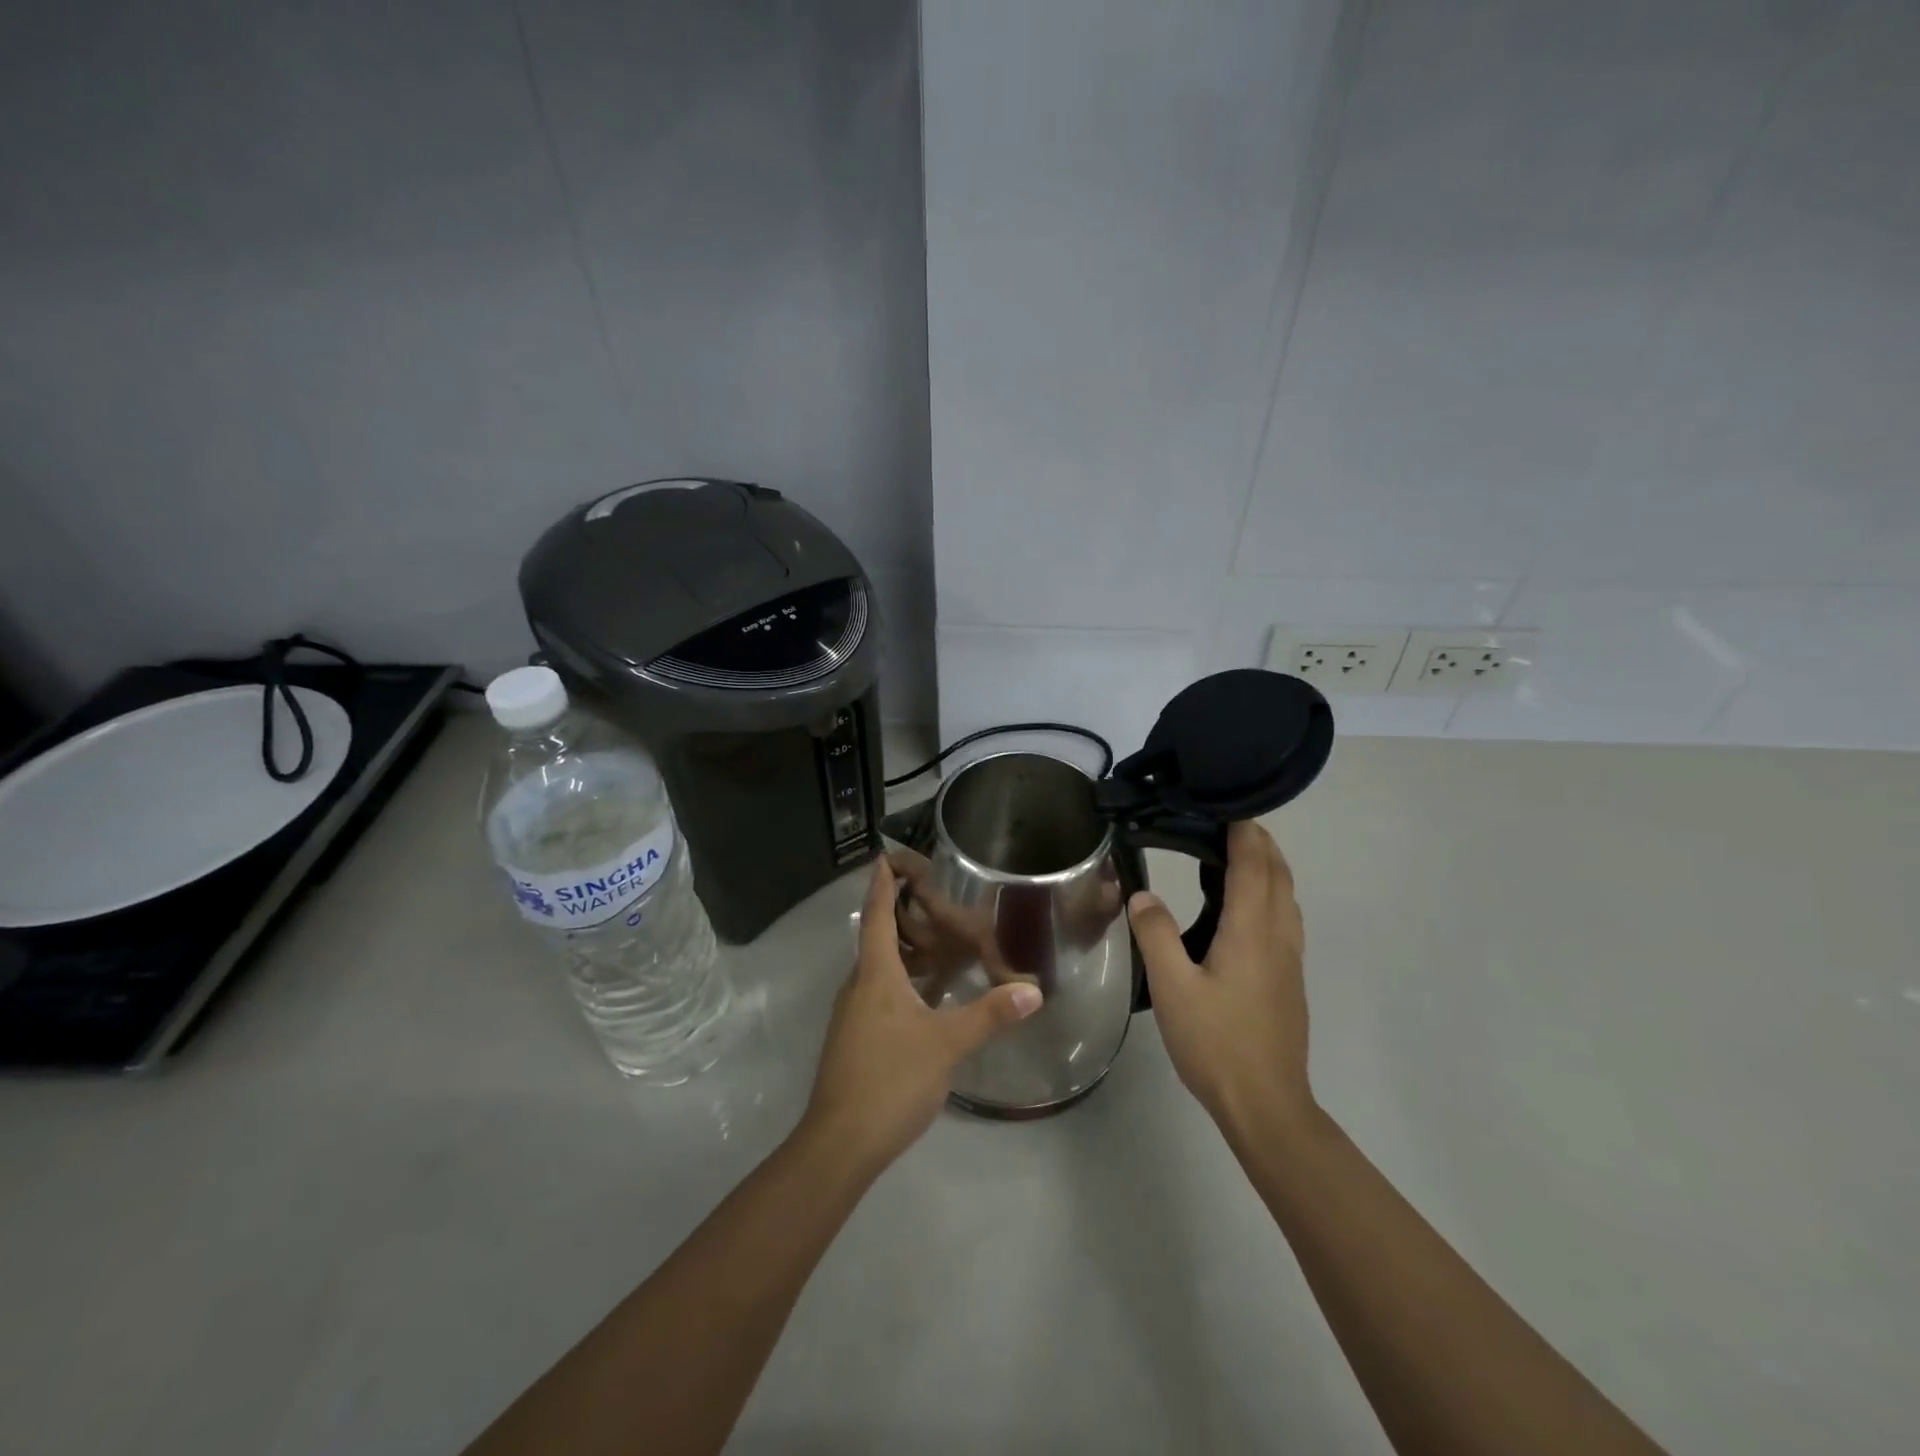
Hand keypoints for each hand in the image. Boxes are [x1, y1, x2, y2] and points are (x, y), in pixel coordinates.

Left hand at [803, 857, 1042, 1173]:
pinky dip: (907, 981)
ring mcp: (855, 1015)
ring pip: (881, 969)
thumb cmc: (890, 1079)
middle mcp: (860, 986)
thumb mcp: (946, 1044)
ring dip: (907, 950)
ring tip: (941, 940)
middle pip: (878, 938)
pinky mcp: (858, 1039)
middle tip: (935, 898)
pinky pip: (883, 993)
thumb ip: (989, 1014)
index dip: (882, 884)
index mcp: (875, 974)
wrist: (840, 1143)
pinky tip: (931, 995)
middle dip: (902, 914)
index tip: (886, 855)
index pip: (876, 915)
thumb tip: (1033, 990)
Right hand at [1127, 821, 1313, 1136]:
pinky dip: (1270, 892)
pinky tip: (1244, 908)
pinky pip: (1285, 916)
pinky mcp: (1289, 977)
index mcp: (1252, 930)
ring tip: (1234, 854)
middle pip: (1278, 873)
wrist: (1266, 1103)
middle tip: (1224, 822)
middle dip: (1259, 841)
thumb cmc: (1216, 1042)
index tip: (1222, 804)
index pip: (1254, 863)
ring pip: (1287, 895)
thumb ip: (1156, 934)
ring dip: (1268, 866)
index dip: (1243, 830)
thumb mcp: (1173, 987)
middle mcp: (1279, 935)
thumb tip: (1142, 895)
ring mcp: (1290, 958)